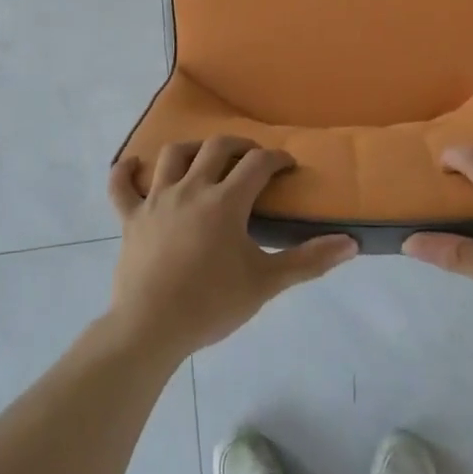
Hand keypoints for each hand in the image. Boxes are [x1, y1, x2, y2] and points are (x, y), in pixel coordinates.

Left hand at [104, 137, 356, 362]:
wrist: (152, 328)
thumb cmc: (212, 303)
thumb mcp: (266, 283)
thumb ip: (308, 260)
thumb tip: (351, 243)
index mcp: (225, 201)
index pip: (257, 163)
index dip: (276, 159)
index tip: (288, 166)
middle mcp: (191, 188)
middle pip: (216, 147)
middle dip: (240, 145)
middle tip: (252, 158)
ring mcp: (156, 200)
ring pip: (172, 155)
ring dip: (192, 149)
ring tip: (204, 159)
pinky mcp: (130, 218)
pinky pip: (120, 185)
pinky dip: (126, 171)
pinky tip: (134, 165)